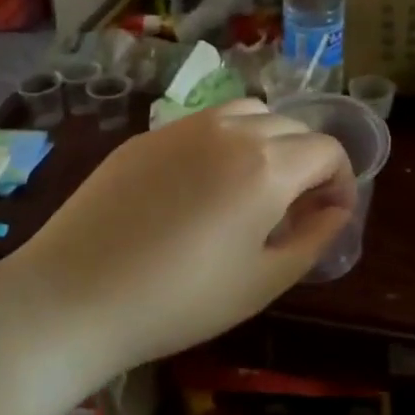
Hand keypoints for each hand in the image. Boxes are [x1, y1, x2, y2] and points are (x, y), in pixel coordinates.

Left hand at [5, 100, 353, 376]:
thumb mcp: (264, 281)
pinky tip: (200, 188)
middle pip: (291, 126)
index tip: (330, 217)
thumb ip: (314, 239)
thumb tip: (336, 210)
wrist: (74, 297)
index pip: (327, 149)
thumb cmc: (180, 300)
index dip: (340, 181)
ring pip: (247, 114)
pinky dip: (224, 143)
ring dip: (267, 142)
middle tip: (293, 210)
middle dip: (307, 162)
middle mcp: (231, 130)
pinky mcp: (147, 136)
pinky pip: (204, 125)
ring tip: (251, 188)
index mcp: (267, 165)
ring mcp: (184, 127)